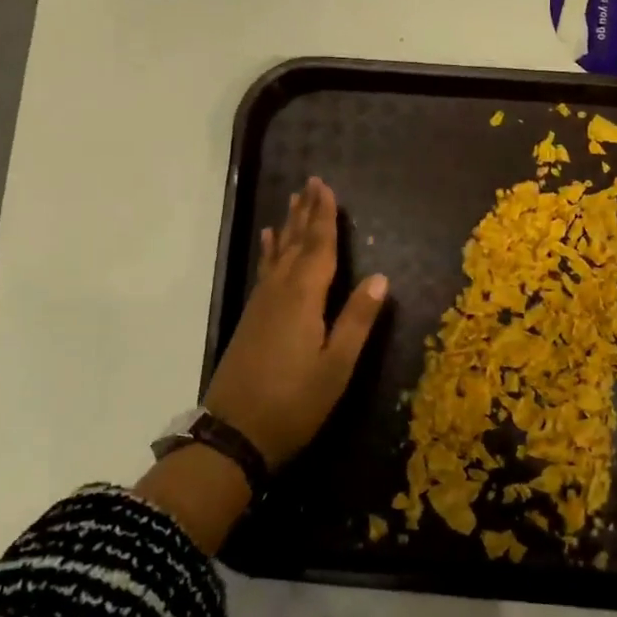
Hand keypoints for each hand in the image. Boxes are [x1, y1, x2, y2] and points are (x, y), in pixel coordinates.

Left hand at [203, 177, 388, 468]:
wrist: (234, 433)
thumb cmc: (294, 403)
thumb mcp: (337, 366)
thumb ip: (357, 320)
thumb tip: (381, 278)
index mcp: (304, 299)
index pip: (319, 247)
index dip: (324, 217)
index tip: (326, 187)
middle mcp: (280, 292)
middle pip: (296, 244)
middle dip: (305, 213)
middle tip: (310, 182)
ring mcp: (261, 305)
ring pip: (279, 254)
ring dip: (289, 227)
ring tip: (292, 202)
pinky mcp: (251, 318)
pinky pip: (265, 271)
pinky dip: (270, 252)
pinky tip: (270, 244)